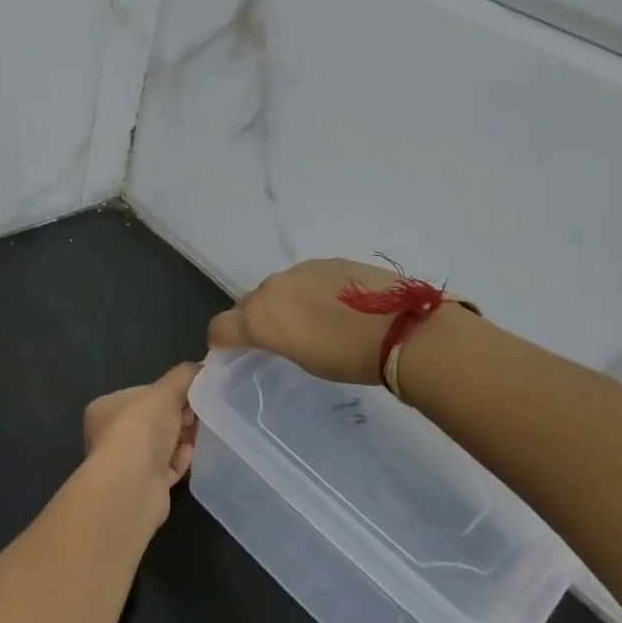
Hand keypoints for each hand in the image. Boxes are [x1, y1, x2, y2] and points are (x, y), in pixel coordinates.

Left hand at [82, 364, 199, 513]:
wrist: (133, 485)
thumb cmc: (142, 428)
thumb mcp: (165, 391)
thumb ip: (183, 376)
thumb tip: (202, 367)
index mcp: (106, 408)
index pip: (140, 394)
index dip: (167, 393)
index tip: (191, 394)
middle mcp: (110, 436)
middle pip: (152, 420)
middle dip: (177, 416)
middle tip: (198, 414)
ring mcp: (125, 464)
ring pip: (160, 446)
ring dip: (180, 439)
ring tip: (199, 433)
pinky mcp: (142, 487)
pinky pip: (166, 468)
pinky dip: (179, 461)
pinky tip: (191, 455)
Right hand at [207, 259, 398, 384]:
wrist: (401, 329)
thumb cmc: (349, 358)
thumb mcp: (304, 361)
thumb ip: (277, 341)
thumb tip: (275, 333)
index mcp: (259, 318)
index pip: (220, 327)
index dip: (220, 341)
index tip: (230, 351)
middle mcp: (272, 288)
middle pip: (247, 303)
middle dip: (252, 319)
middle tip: (274, 338)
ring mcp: (300, 270)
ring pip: (277, 287)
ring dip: (282, 302)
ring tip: (308, 321)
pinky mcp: (327, 261)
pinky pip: (305, 277)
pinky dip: (308, 291)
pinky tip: (333, 306)